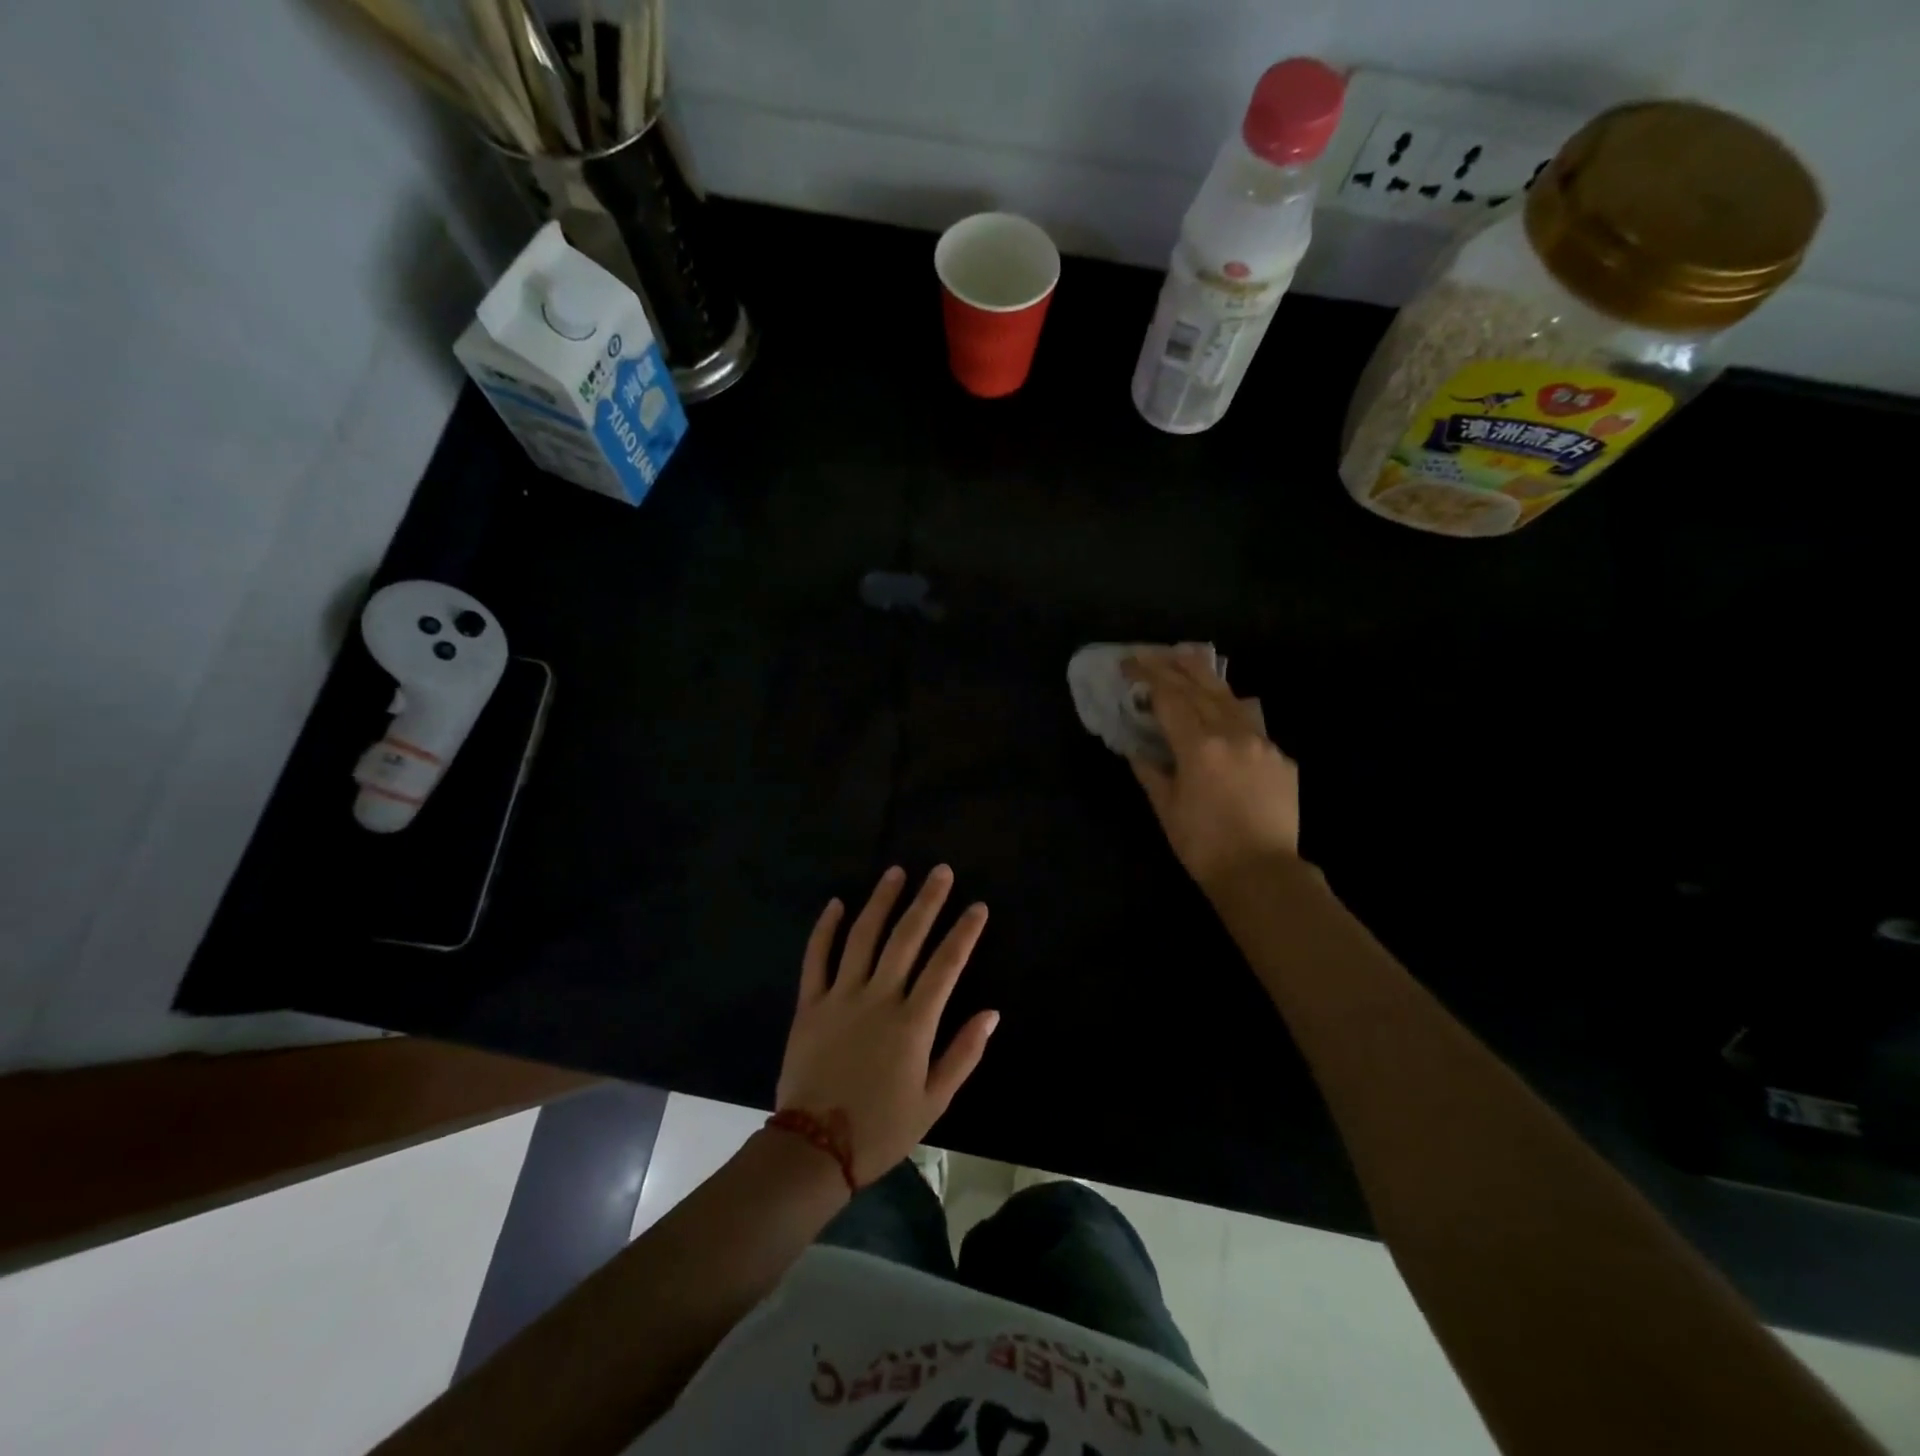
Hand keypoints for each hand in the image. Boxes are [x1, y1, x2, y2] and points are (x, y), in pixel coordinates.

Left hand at [776, 866, 997, 1185]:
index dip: (964, 933)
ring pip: (863, 937)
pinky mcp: (809, 1004)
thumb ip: (963, 1054)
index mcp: (913, 1023)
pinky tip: (837, 903)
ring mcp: (840, 997)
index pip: (946, 965)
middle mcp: (878, 998)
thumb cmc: (881, 1129)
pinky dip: (825, 928)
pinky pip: (816, 958)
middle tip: (940, 872)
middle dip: (927, 901)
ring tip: (896, 872)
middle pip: (906, 938)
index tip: (978, 906)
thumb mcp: (933, 1101)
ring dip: (881, 901)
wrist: (813, 1150)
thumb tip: (991, 1012)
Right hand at [1124, 648, 1300, 888]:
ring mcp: (1263, 743)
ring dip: (1205, 677)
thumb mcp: (1166, 808)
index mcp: (1199, 746)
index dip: (1147, 676)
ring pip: (1231, 698)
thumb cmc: (1204, 845)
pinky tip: (1225, 708)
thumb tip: (1136, 748)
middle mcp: (1233, 734)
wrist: (1263, 873)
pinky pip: (1253, 724)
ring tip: (1189, 657)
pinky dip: (1232, 709)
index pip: (1169, 697)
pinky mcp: (1282, 758)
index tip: (1128, 663)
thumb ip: (1149, 771)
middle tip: (1153, 651)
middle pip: (1200, 687)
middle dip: (1173, 665)